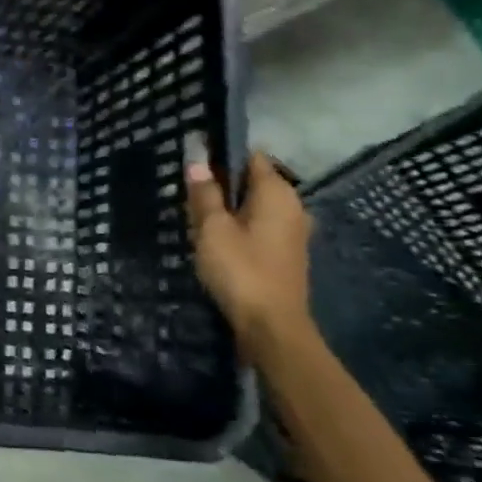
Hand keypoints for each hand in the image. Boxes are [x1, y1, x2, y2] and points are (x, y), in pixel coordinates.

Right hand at [186, 152, 314, 361]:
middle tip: (188, 188)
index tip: (194, 157)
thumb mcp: (212, 229)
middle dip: (223, 182)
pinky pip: (259, 227)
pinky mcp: (286, 254)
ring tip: (196, 213)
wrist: (271, 328)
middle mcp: (292, 206)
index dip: (222, 153)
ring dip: (229, 207)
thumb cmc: (241, 270)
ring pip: (255, 206)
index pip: (251, 156)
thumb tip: (197, 160)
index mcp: (277, 192)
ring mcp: (292, 232)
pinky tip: (216, 238)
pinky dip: (240, 226)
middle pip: (253, 182)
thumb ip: (205, 193)